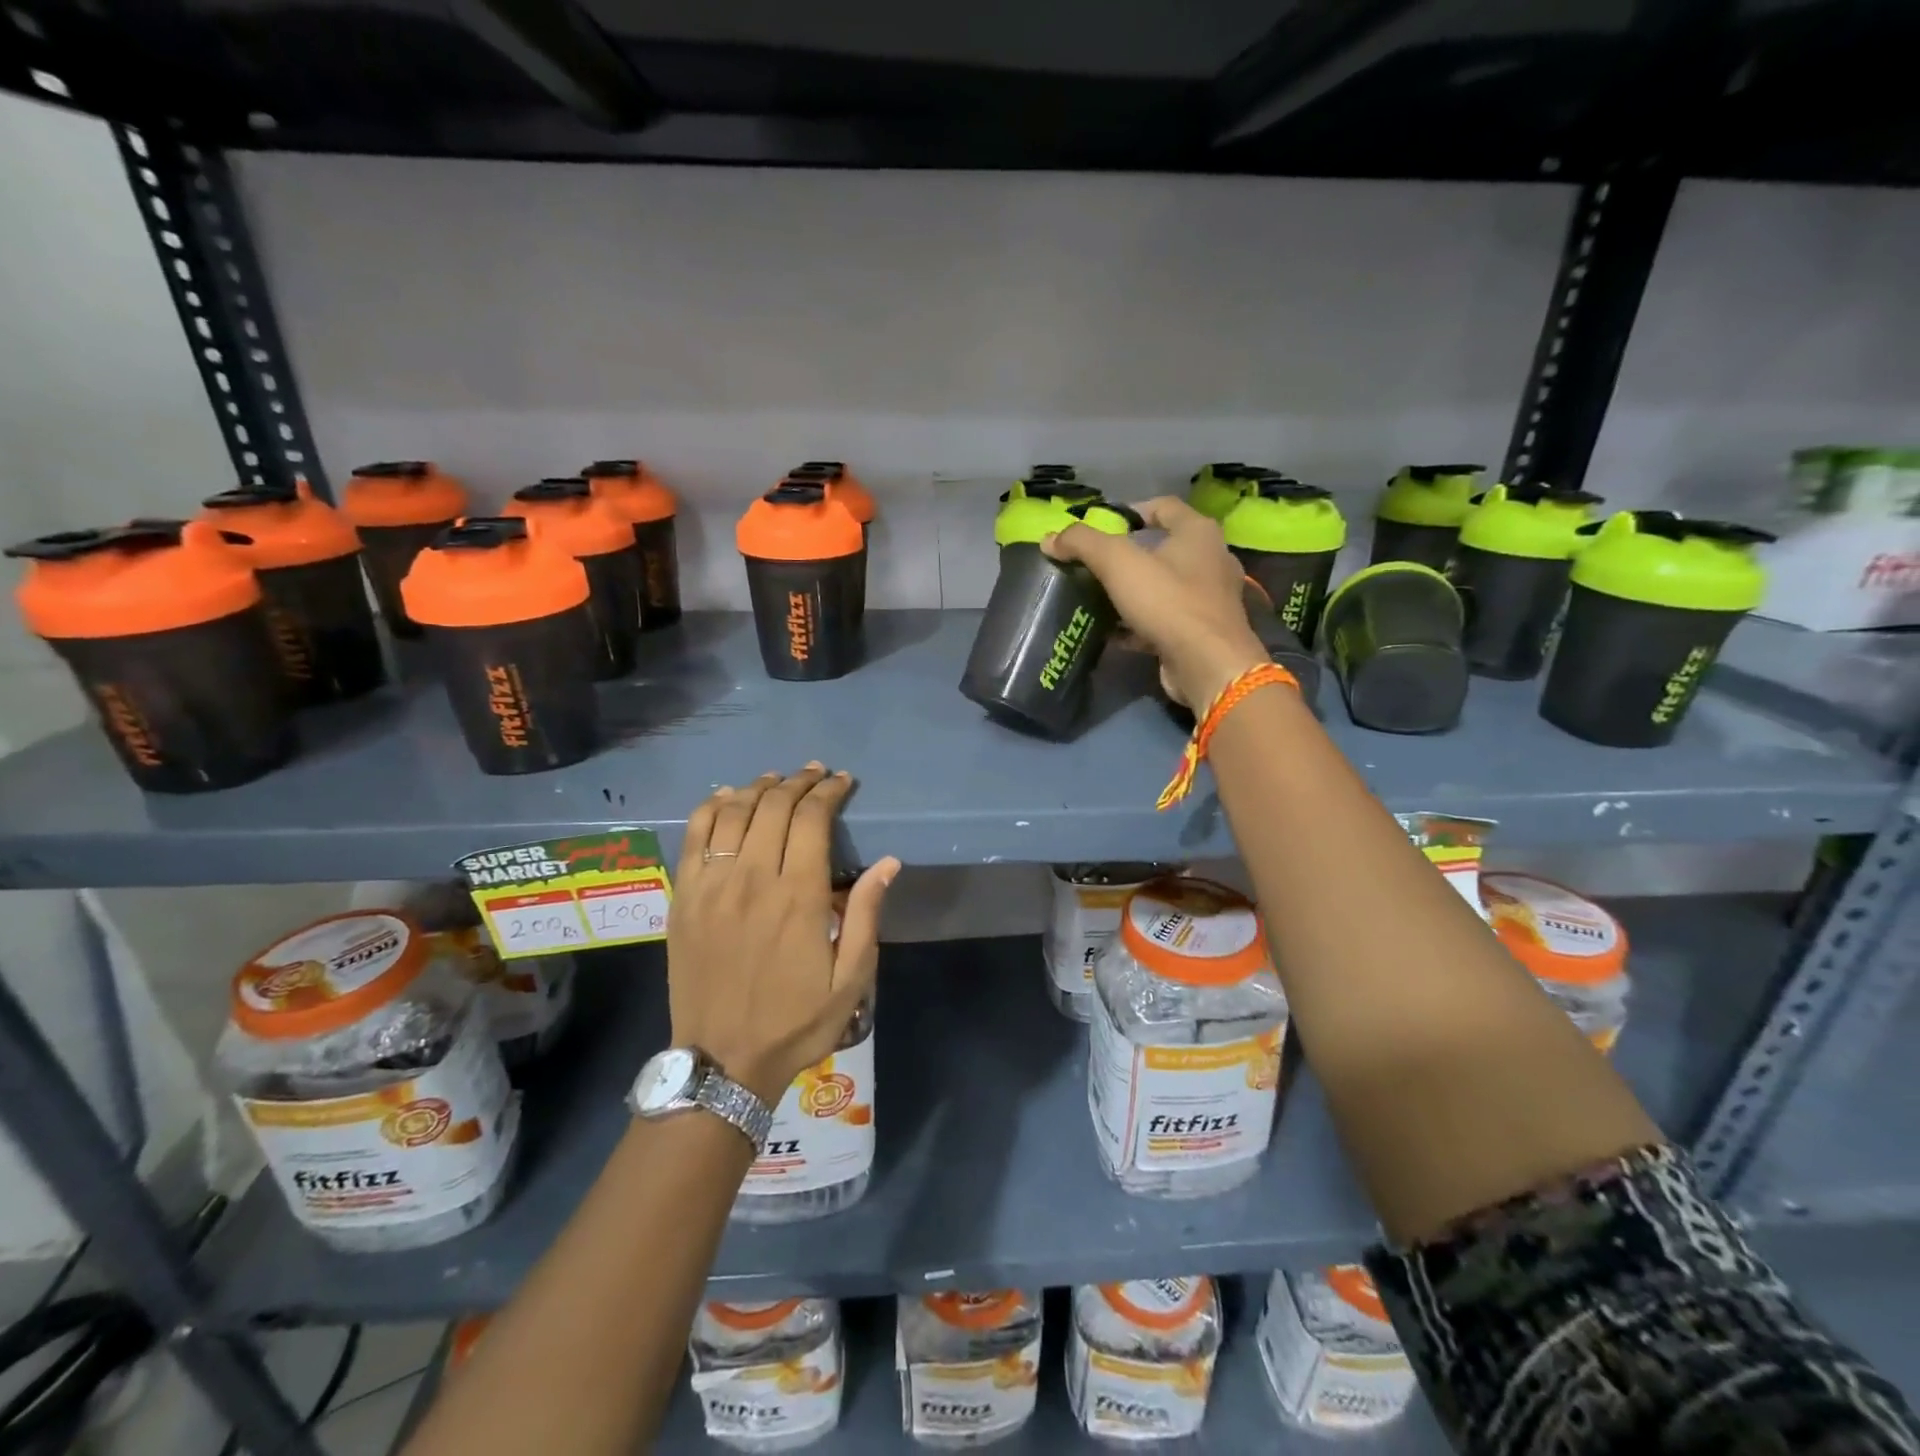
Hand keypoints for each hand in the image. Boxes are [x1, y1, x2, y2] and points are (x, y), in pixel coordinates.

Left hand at [668, 764, 899, 1105]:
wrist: (721, 1061)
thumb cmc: (795, 1022)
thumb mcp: (850, 980)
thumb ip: (865, 916)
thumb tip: (888, 863)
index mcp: (797, 896)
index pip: (812, 819)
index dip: (829, 792)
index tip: (843, 781)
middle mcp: (752, 879)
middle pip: (773, 806)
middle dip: (798, 782)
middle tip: (815, 774)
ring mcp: (711, 885)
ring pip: (733, 812)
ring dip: (758, 788)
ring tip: (777, 780)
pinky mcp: (684, 897)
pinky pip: (694, 836)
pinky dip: (711, 807)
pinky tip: (727, 797)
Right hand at [1044, 496, 1268, 708]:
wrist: (1207, 664)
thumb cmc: (1167, 601)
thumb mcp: (1118, 563)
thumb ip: (1082, 544)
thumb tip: (1050, 538)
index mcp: (1198, 532)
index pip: (1163, 506)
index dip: (1130, 511)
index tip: (1101, 527)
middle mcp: (1211, 559)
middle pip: (1163, 548)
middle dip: (1127, 556)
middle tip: (1094, 565)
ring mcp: (1210, 599)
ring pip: (1163, 586)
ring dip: (1132, 591)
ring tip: (1099, 598)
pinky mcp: (1202, 632)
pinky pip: (1165, 619)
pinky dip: (1139, 623)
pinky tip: (1113, 632)